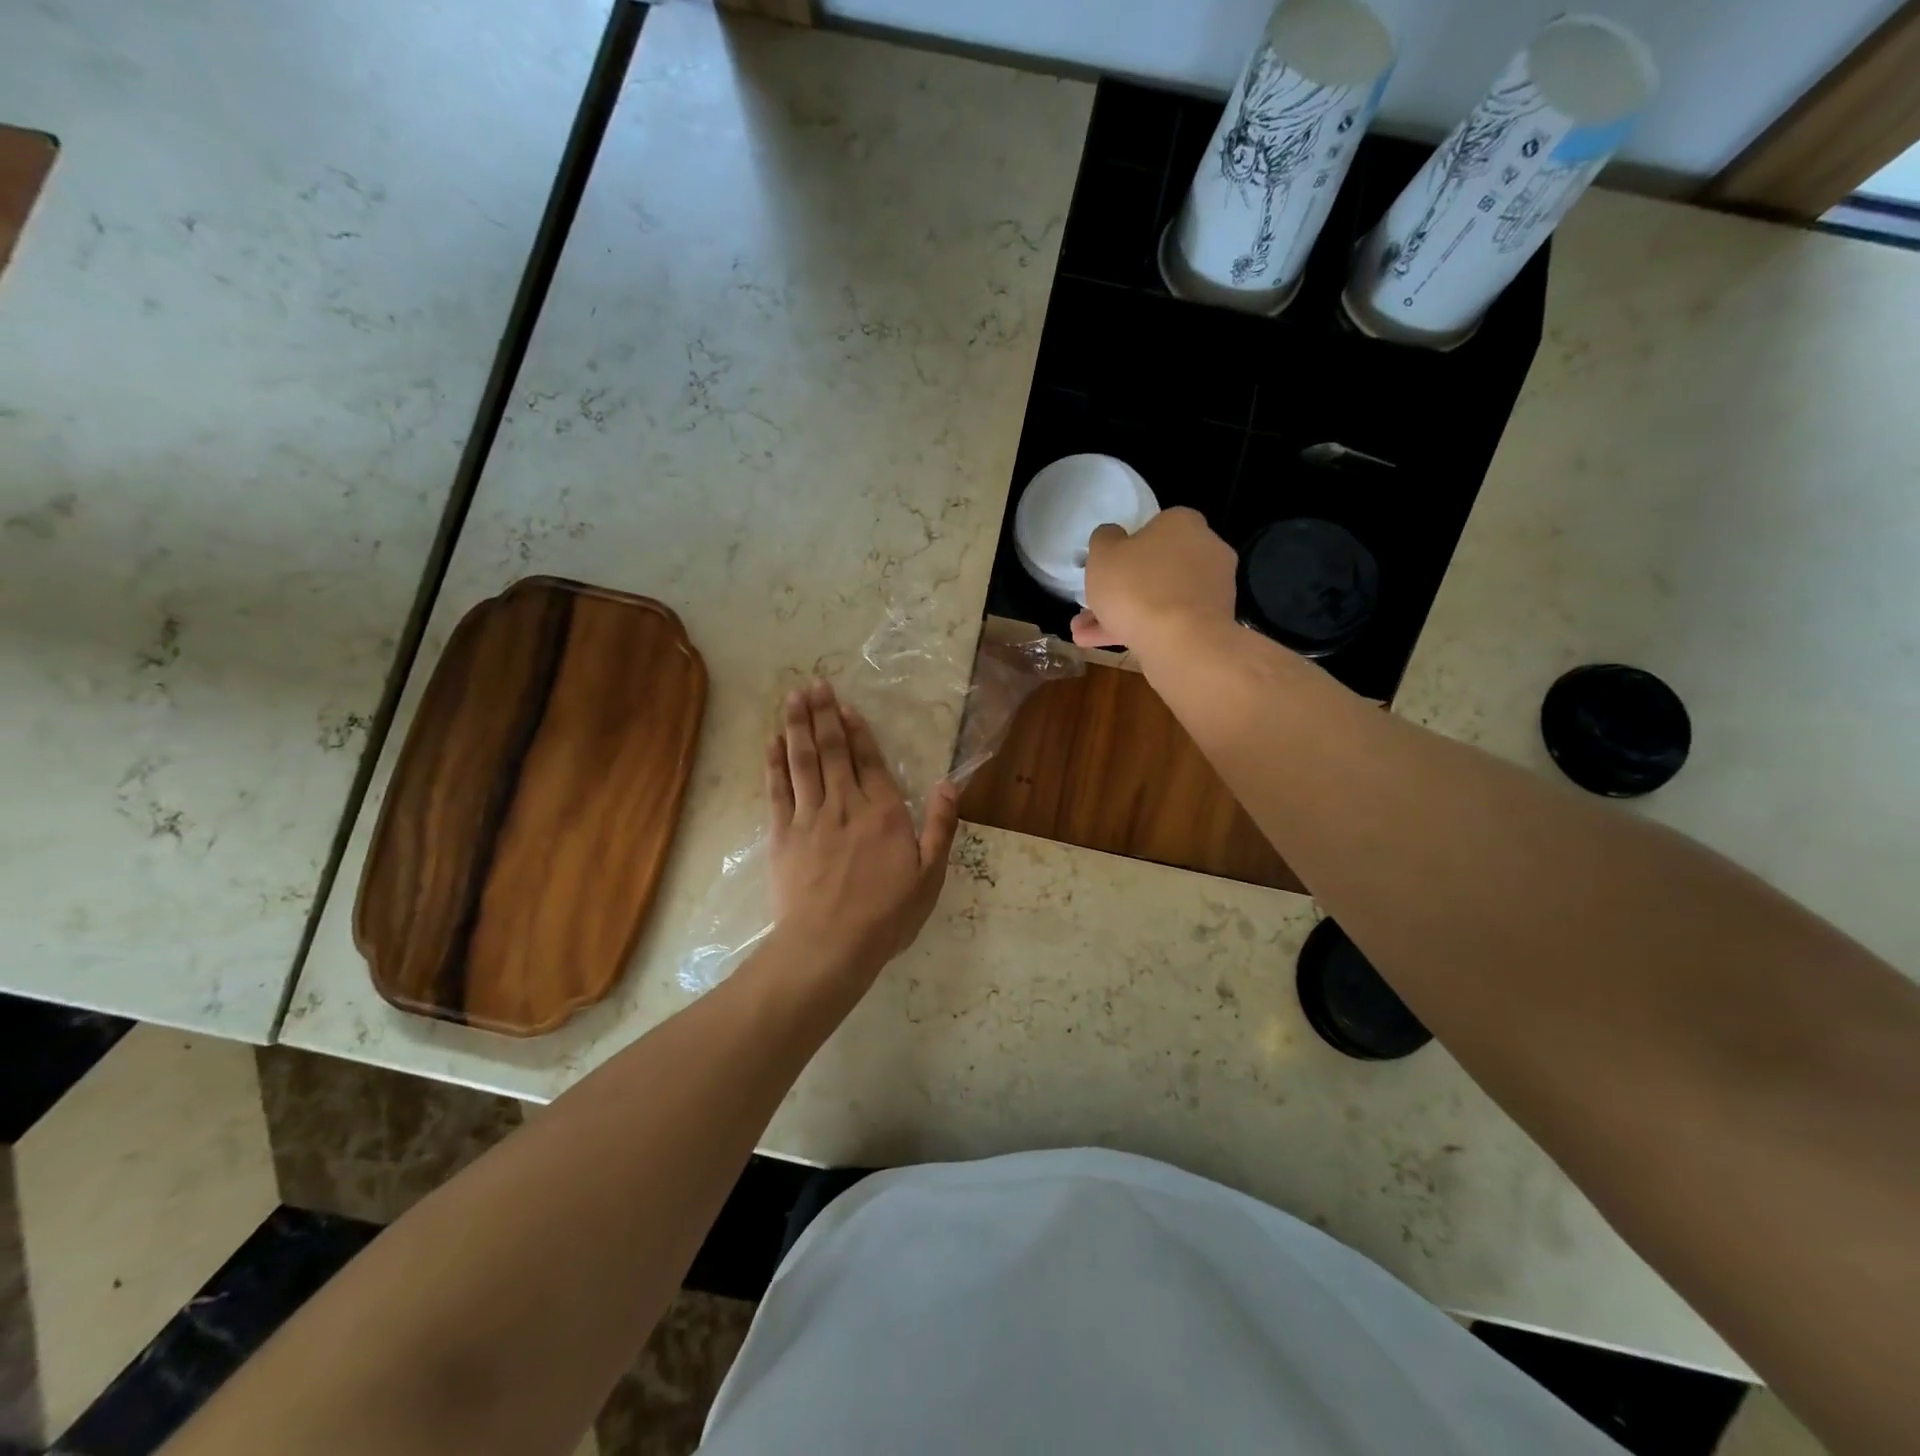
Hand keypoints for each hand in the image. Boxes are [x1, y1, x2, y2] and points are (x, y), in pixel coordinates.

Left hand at [763, 679, 959, 990]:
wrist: (829, 945)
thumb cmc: (886, 915)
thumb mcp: (929, 876)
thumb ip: (940, 827)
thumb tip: (949, 784)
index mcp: (883, 813)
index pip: (869, 761)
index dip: (857, 731)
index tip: (845, 705)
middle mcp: (845, 804)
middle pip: (832, 751)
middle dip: (823, 715)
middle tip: (814, 683)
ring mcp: (810, 817)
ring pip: (802, 761)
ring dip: (798, 726)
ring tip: (793, 697)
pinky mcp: (782, 834)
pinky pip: (778, 789)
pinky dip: (774, 762)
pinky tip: (773, 741)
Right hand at [1070, 506, 1237, 650]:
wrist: (1181, 643)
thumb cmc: (1137, 587)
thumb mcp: (1103, 554)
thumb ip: (1104, 539)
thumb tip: (1113, 536)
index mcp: (1183, 523)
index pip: (1153, 527)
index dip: (1126, 548)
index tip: (1106, 568)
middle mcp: (1206, 549)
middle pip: (1155, 567)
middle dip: (1121, 589)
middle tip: (1091, 607)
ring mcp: (1212, 589)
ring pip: (1160, 598)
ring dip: (1124, 614)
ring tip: (1085, 635)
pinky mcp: (1213, 623)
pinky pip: (1171, 621)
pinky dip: (1142, 630)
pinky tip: (1107, 645)